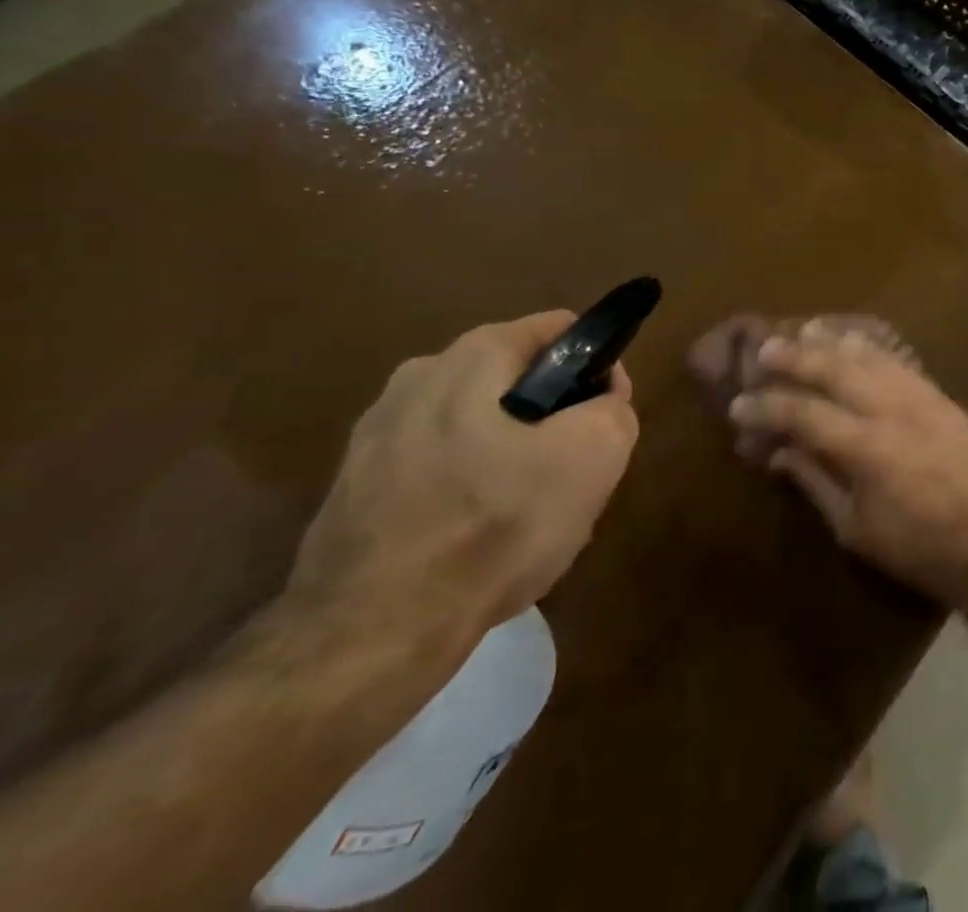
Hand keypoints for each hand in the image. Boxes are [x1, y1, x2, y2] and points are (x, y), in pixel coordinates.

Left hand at [287, 311, 638, 662]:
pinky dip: (464, 491)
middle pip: (518, 381)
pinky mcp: (352, 486)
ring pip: (477, 427)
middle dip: (552, 419)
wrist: (368, 637)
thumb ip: (614, 407)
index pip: (562, 330)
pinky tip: (473, 542)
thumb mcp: (594, 456)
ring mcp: (376, 432)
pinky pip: (436, 469)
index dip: (596, 370)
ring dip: (509, 457)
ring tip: (522, 517)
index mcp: (473, 355)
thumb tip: (600, 398)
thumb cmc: (493, 527)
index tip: (602, 421)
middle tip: (567, 477)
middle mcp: (419, 376)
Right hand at [727, 330, 967, 604]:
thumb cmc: (921, 548)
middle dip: (793, 357)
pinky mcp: (938, 394)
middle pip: (832, 368)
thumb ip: (816, 482)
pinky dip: (868, 347)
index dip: (766, 407)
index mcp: (865, 447)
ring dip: (830, 342)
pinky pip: (896, 359)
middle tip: (763, 350)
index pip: (802, 413)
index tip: (738, 405)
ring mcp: (917, 395)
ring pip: (866, 355)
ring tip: (803, 332)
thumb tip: (780, 452)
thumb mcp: (857, 528)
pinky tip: (853, 342)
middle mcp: (889, 408)